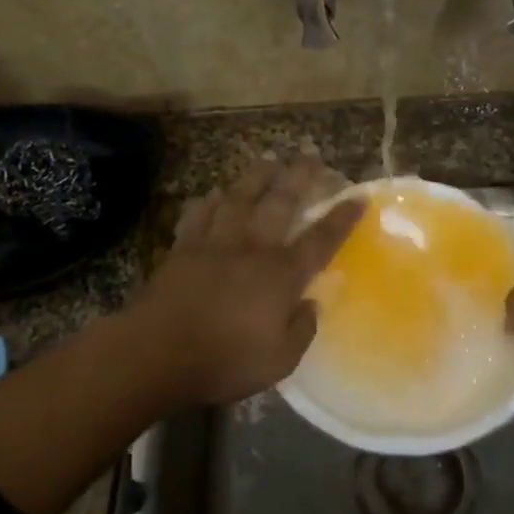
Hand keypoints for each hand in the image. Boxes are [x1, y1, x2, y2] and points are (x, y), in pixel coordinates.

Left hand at [127, 153, 361, 406]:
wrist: (155, 352)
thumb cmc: (223, 361)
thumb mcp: (278, 362)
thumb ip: (301, 330)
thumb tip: (311, 305)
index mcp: (281, 275)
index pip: (320, 240)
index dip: (341, 219)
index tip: (357, 197)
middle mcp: (252, 249)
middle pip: (280, 203)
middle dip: (299, 176)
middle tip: (310, 152)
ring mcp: (215, 244)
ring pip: (240, 198)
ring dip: (256, 176)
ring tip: (268, 156)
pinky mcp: (183, 248)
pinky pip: (199, 216)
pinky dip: (208, 202)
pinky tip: (214, 192)